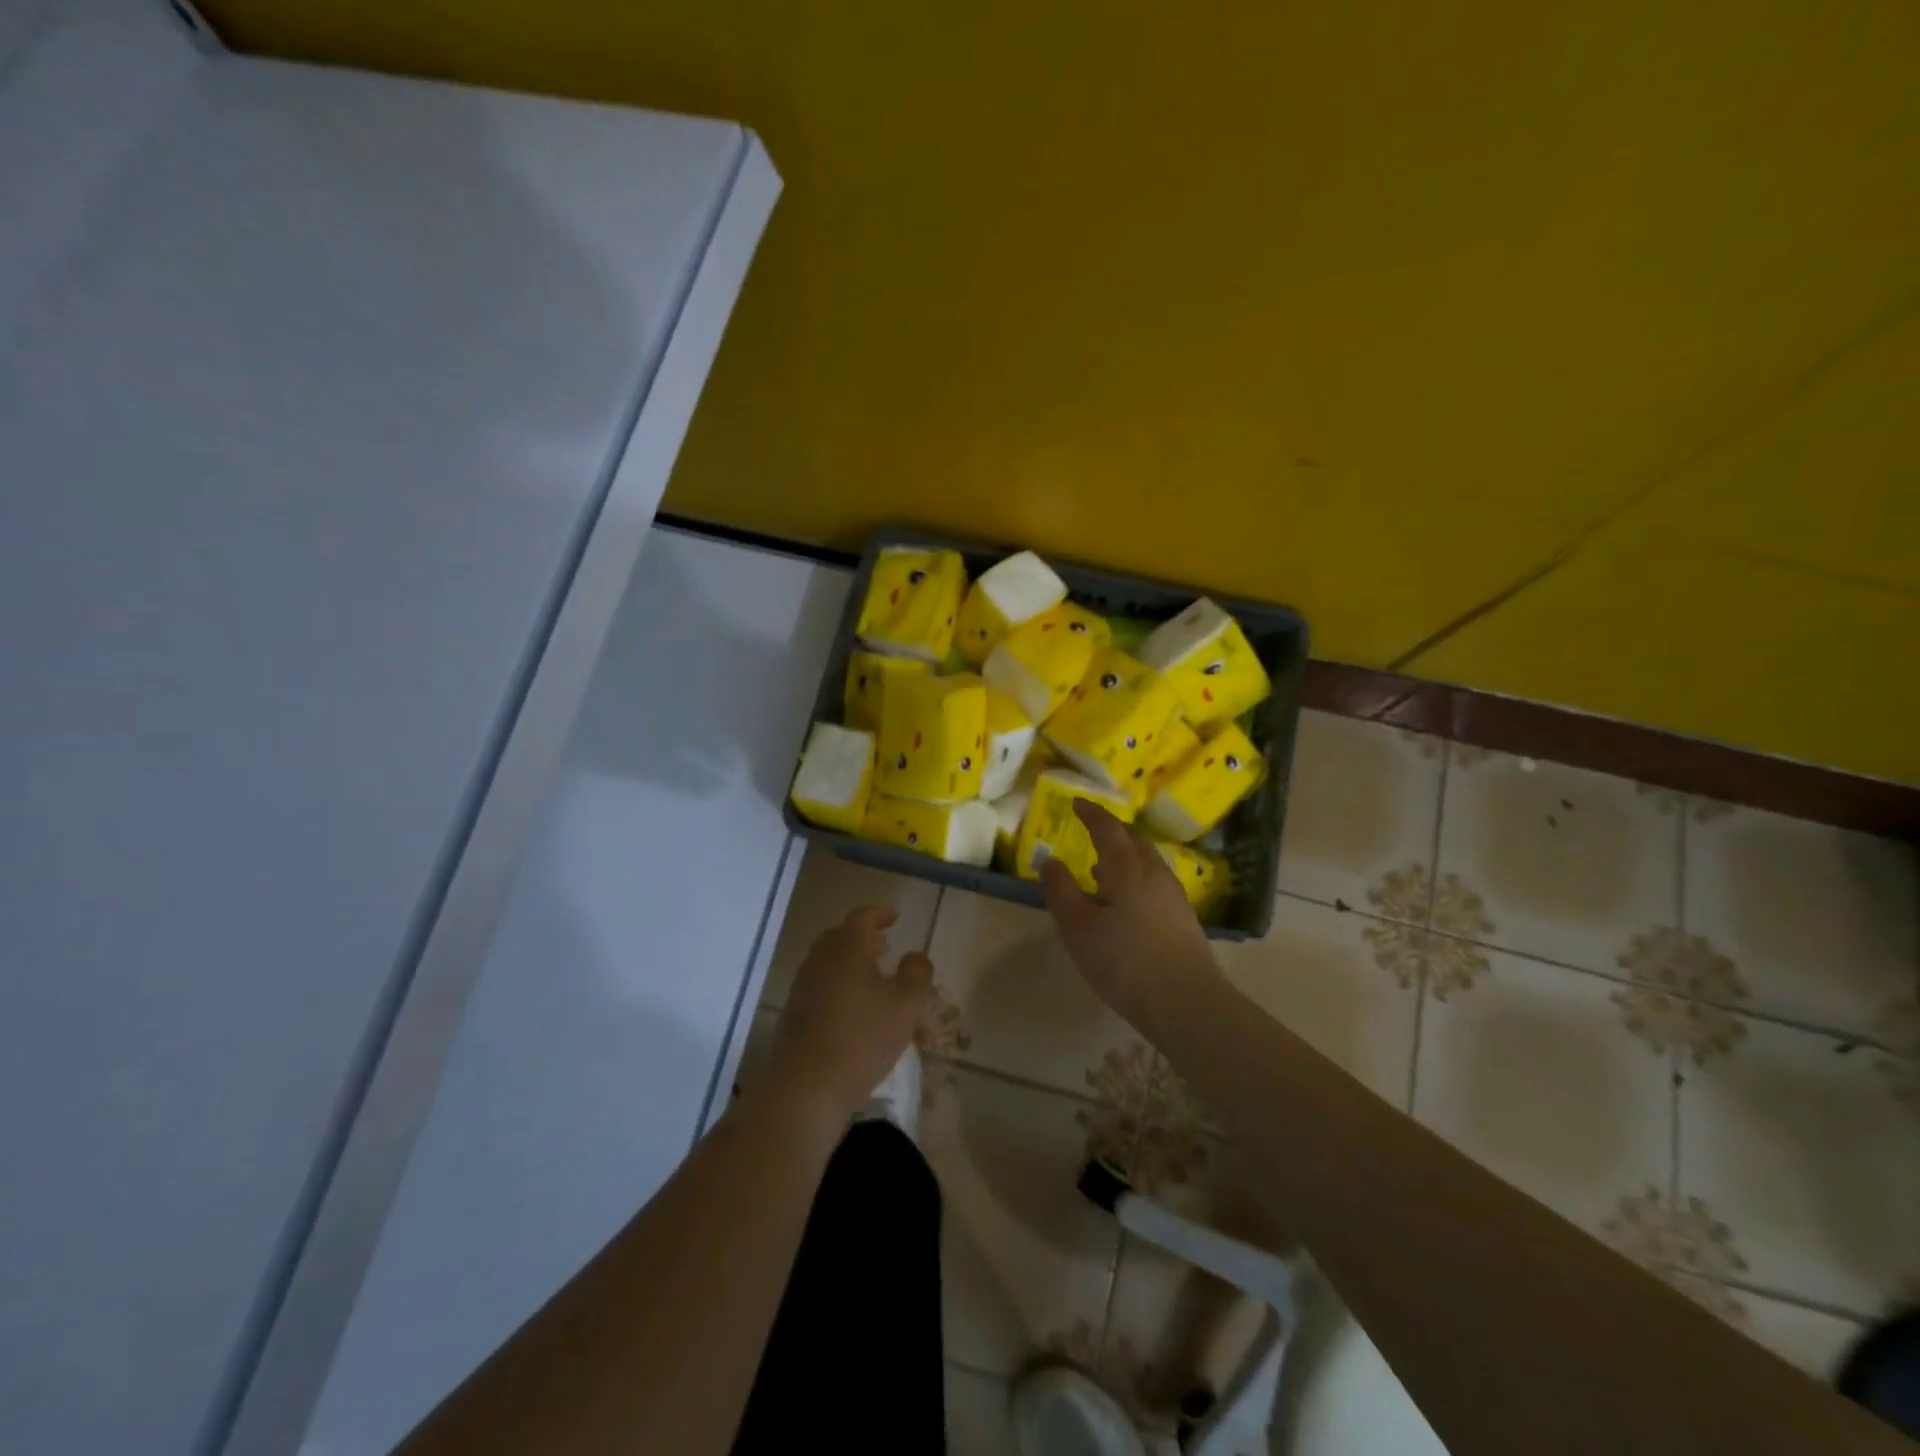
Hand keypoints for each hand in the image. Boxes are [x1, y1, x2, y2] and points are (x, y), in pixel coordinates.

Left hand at [768, 906, 932, 1124]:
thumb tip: (914, 956)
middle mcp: (820, 958)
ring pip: (830, 963)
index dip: (880, 914)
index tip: (894, 917)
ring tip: (875, 980)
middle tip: (885, 946)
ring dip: (853, 964)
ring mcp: (803, 986)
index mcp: (846, 946)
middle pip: (841, 938)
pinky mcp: (794, 1013)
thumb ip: (917, 973)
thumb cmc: (863, 1037)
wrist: (807, 1087)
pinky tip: (857, 1010)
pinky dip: (841, 987)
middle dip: (864, 939)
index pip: (862, 917)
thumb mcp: (907, 1004)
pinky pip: (822, 987)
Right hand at [1038, 801, 1222, 1035]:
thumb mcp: (1078, 927)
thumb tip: (1049, 860)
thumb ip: (1061, 890)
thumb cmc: (1124, 961)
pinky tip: (1125, 902)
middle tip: (1091, 830)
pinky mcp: (1183, 919)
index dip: (1091, 813)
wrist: (1187, 1003)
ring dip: (1124, 856)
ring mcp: (1174, 896)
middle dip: (1111, 831)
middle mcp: (1155, 873)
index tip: (1076, 803)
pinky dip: (1135, 878)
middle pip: (1133, 840)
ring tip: (1102, 868)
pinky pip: (1154, 882)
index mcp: (1128, 867)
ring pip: (1147, 862)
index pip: (1107, 827)